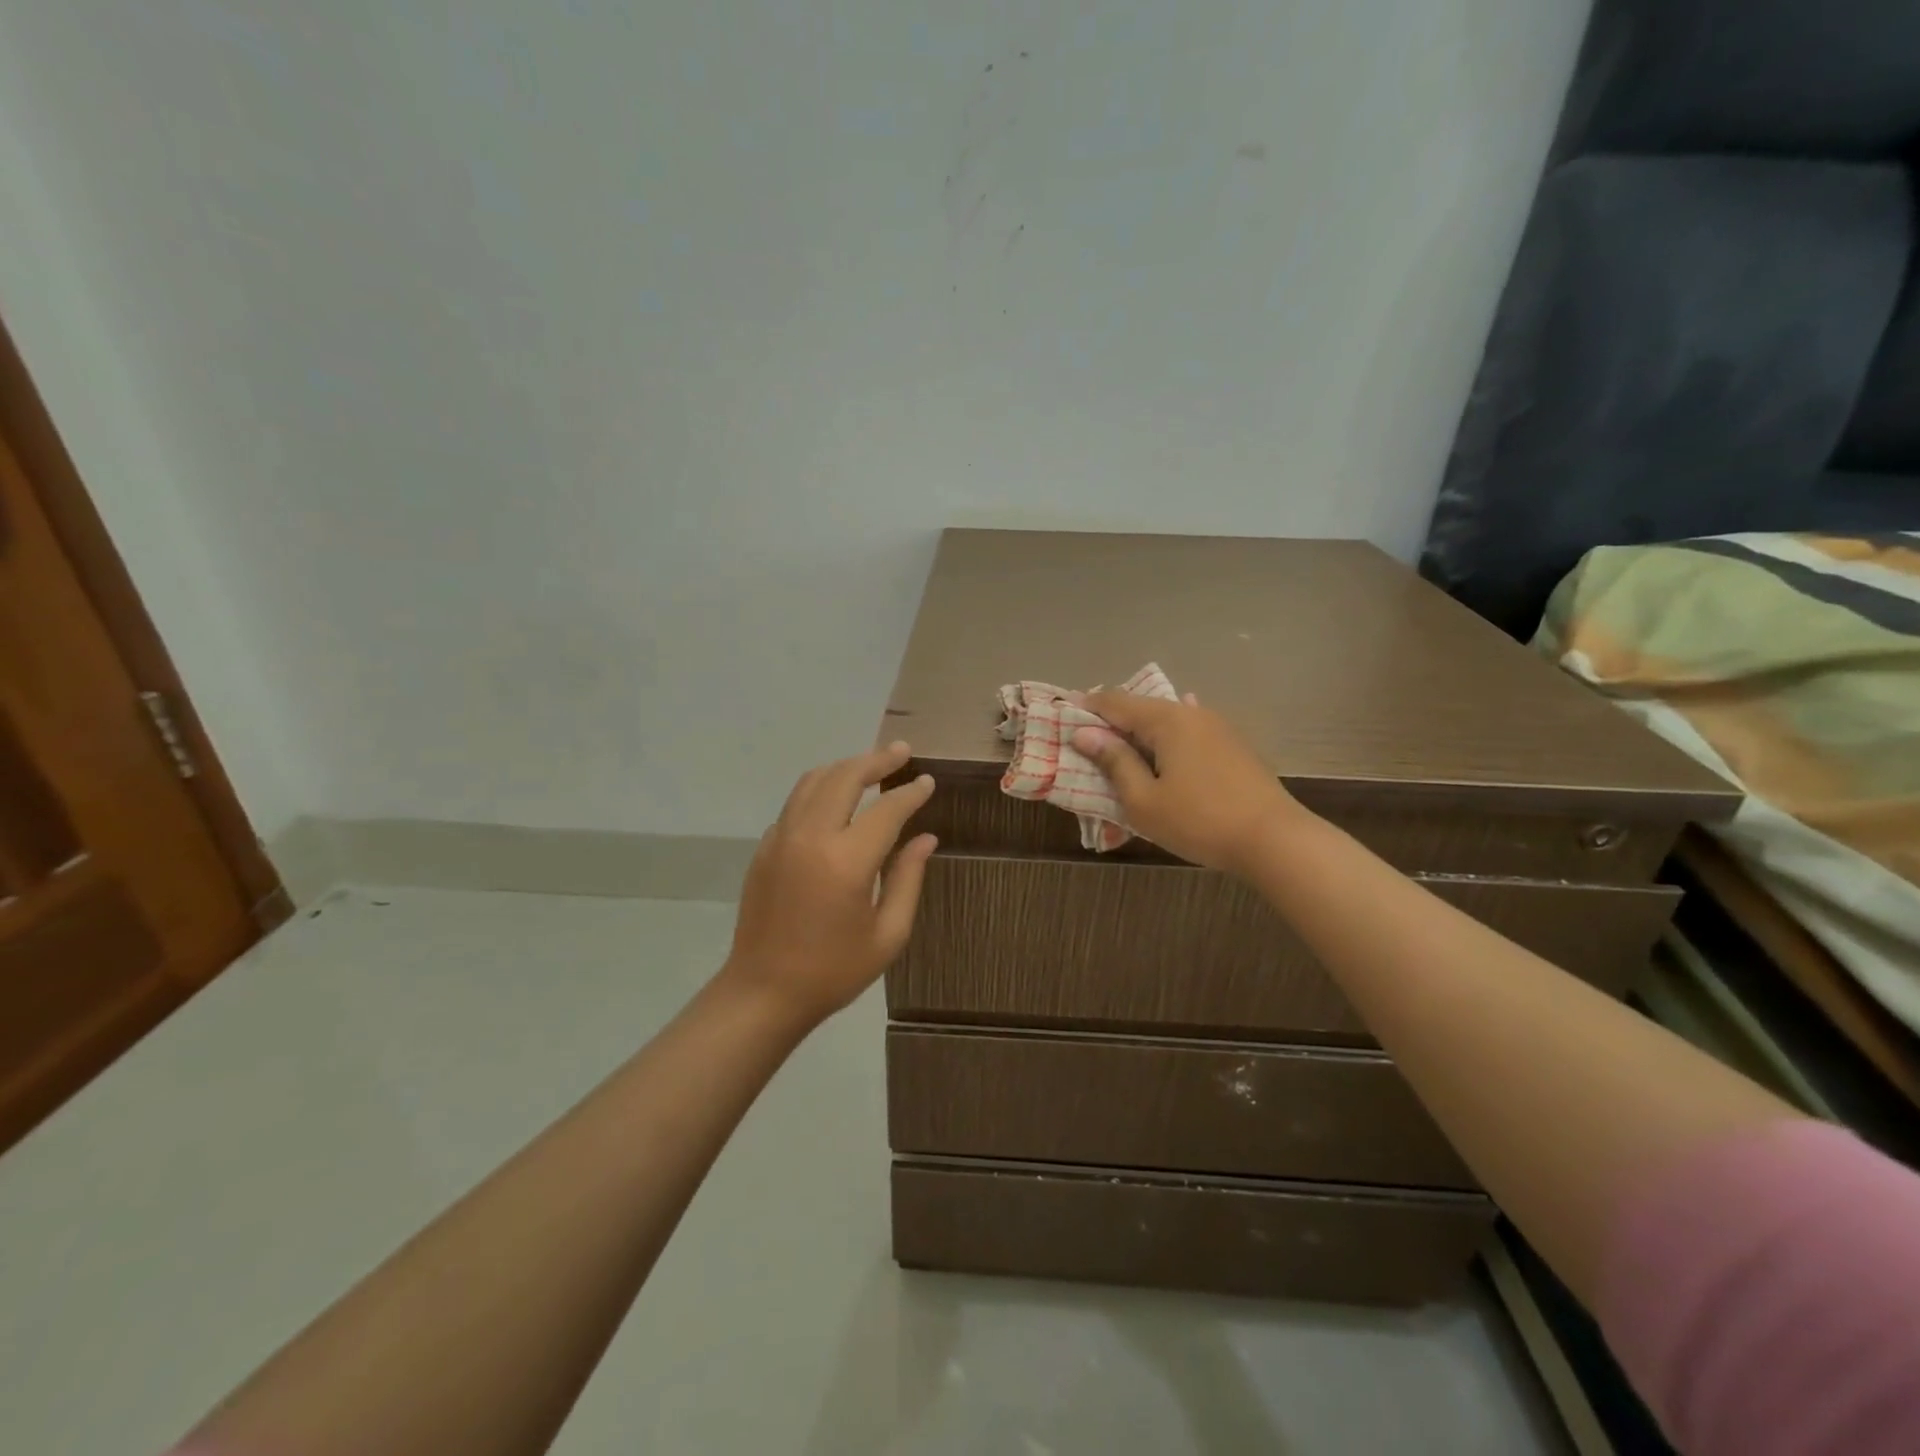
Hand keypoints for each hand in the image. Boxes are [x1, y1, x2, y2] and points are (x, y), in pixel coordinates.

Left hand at [723, 741, 937, 1024]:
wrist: (763, 992)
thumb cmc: (833, 970)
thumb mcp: (887, 935)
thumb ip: (908, 878)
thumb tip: (925, 838)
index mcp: (846, 862)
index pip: (887, 809)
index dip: (910, 792)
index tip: (927, 781)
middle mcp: (810, 838)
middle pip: (845, 777)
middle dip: (876, 760)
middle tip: (901, 751)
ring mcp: (781, 838)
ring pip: (814, 781)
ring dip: (845, 767)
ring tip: (871, 766)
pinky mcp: (765, 847)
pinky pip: (796, 802)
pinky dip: (820, 789)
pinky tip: (836, 800)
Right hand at [1072, 692, 1304, 875]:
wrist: (1274, 840)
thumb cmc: (1199, 821)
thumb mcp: (1143, 799)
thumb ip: (1114, 762)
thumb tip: (1085, 734)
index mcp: (1165, 720)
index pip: (1115, 702)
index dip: (1087, 707)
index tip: (1063, 712)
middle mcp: (1191, 713)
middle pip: (1142, 707)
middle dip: (1112, 718)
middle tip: (1087, 733)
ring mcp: (1217, 727)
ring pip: (1168, 719)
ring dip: (1141, 729)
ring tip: (1121, 744)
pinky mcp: (1233, 746)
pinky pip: (1188, 732)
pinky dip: (1167, 738)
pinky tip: (1167, 744)